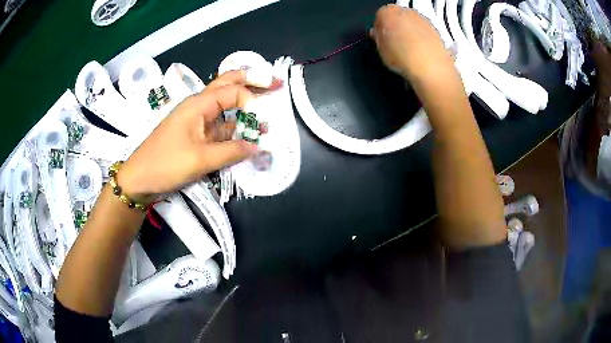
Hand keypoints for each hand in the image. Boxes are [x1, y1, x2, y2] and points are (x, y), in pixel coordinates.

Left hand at [118, 71, 260, 199]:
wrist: (139, 178)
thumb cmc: (166, 164)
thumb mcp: (201, 160)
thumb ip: (232, 152)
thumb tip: (259, 148)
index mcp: (198, 104)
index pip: (233, 91)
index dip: (251, 101)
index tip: (263, 120)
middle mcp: (199, 106)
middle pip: (227, 86)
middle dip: (251, 82)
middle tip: (274, 83)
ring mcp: (196, 121)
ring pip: (225, 107)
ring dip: (244, 108)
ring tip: (266, 109)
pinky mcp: (195, 135)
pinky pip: (218, 127)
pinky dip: (233, 129)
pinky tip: (246, 134)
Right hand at [371, 5, 452, 83]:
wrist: (430, 67)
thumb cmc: (403, 57)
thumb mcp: (381, 50)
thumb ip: (378, 38)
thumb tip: (378, 35)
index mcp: (387, 12)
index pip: (379, 17)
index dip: (379, 30)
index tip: (381, 40)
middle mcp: (406, 11)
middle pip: (397, 18)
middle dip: (395, 29)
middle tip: (394, 46)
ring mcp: (422, 19)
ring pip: (411, 24)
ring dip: (409, 34)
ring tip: (408, 52)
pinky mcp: (435, 29)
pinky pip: (423, 32)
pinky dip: (421, 39)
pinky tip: (419, 53)